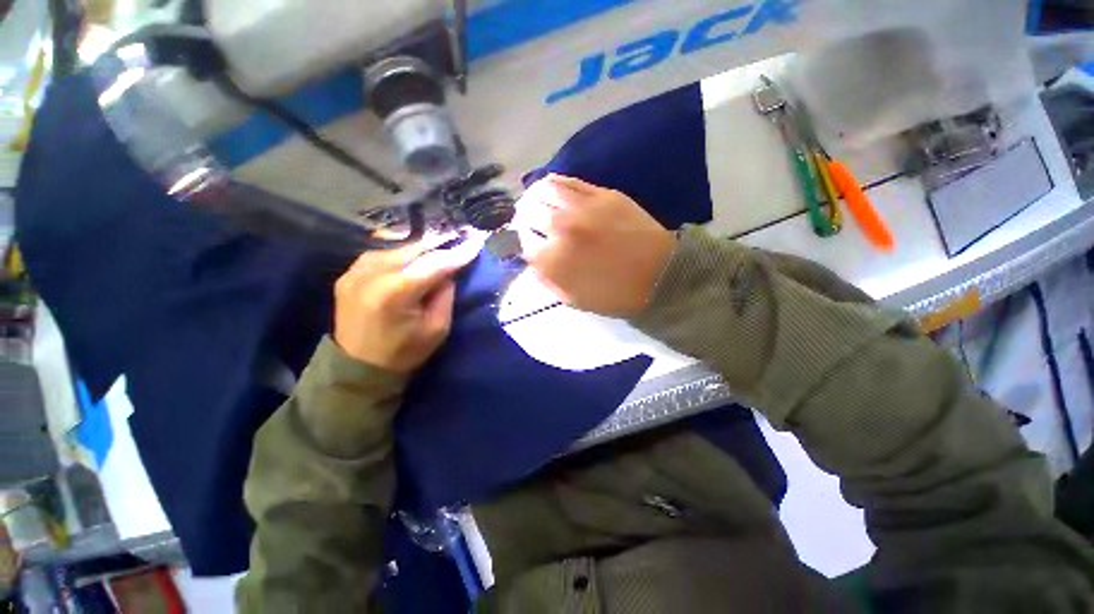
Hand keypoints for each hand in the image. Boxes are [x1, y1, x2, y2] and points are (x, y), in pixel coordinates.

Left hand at [333, 233, 483, 371]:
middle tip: (459, 243)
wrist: (357, 368)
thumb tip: (448, 272)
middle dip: (439, 246)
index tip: (476, 243)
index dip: (457, 253)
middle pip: (414, 251)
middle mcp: (371, 275)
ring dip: (420, 251)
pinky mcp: (347, 275)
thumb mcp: (437, 328)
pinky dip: (401, 256)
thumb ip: (445, 295)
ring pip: (397, 249)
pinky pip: (380, 255)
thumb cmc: (403, 352)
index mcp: (394, 293)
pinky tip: (411, 261)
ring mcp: (354, 272)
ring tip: (438, 252)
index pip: (433, 264)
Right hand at [512, 175, 675, 317]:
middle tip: (528, 222)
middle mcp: (562, 228)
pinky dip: (553, 183)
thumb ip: (546, 279)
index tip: (530, 245)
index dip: (524, 244)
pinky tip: (552, 189)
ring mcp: (582, 207)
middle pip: (529, 214)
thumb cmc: (614, 294)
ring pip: (544, 190)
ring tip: (535, 202)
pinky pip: (568, 181)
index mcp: (553, 260)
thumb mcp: (572, 299)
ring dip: (534, 197)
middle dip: (524, 219)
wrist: (658, 275)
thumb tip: (530, 260)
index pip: (524, 244)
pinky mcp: (602, 193)